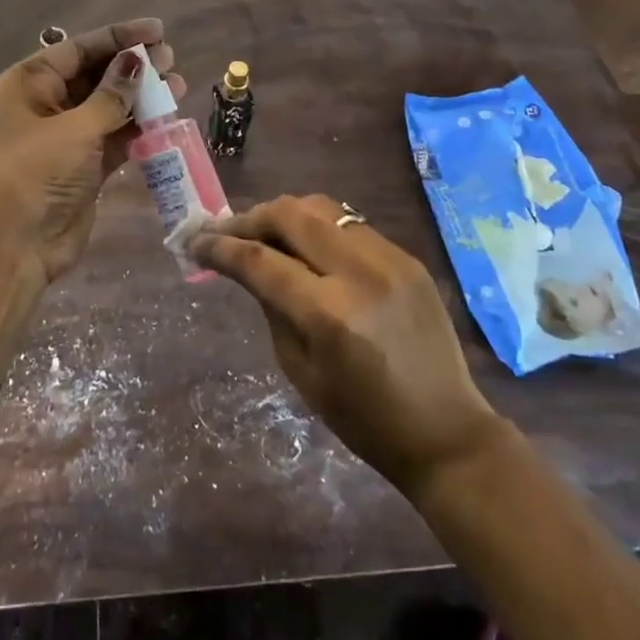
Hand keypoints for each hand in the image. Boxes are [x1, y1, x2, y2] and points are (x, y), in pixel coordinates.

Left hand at [0, 19, 185, 283]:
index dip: (118, 37)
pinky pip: (115, 137)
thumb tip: (138, 60)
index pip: (78, 48)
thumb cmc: (34, 174)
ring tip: (176, 84)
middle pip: (95, 75)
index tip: (157, 30)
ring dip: (141, 97)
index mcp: (30, 83)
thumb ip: (111, 95)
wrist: (12, 247)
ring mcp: (67, 137)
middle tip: (171, 58)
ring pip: (109, 106)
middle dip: (132, 66)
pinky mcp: (85, 167)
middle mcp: (46, 104)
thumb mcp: (74, 129)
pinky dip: (139, 128)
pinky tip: (166, 117)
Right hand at [188, 194, 496, 498]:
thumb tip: (245, 265)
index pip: (260, 260)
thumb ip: (271, 306)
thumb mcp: (300, 369)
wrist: (445, 431)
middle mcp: (360, 273)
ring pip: (322, 207)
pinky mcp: (408, 258)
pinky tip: (306, 247)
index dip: (220, 247)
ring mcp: (390, 259)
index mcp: (329, 314)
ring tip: (262, 233)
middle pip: (290, 214)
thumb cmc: (362, 419)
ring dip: (283, 215)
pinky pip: (350, 225)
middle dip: (249, 218)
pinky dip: (318, 228)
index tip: (194, 242)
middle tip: (225, 232)